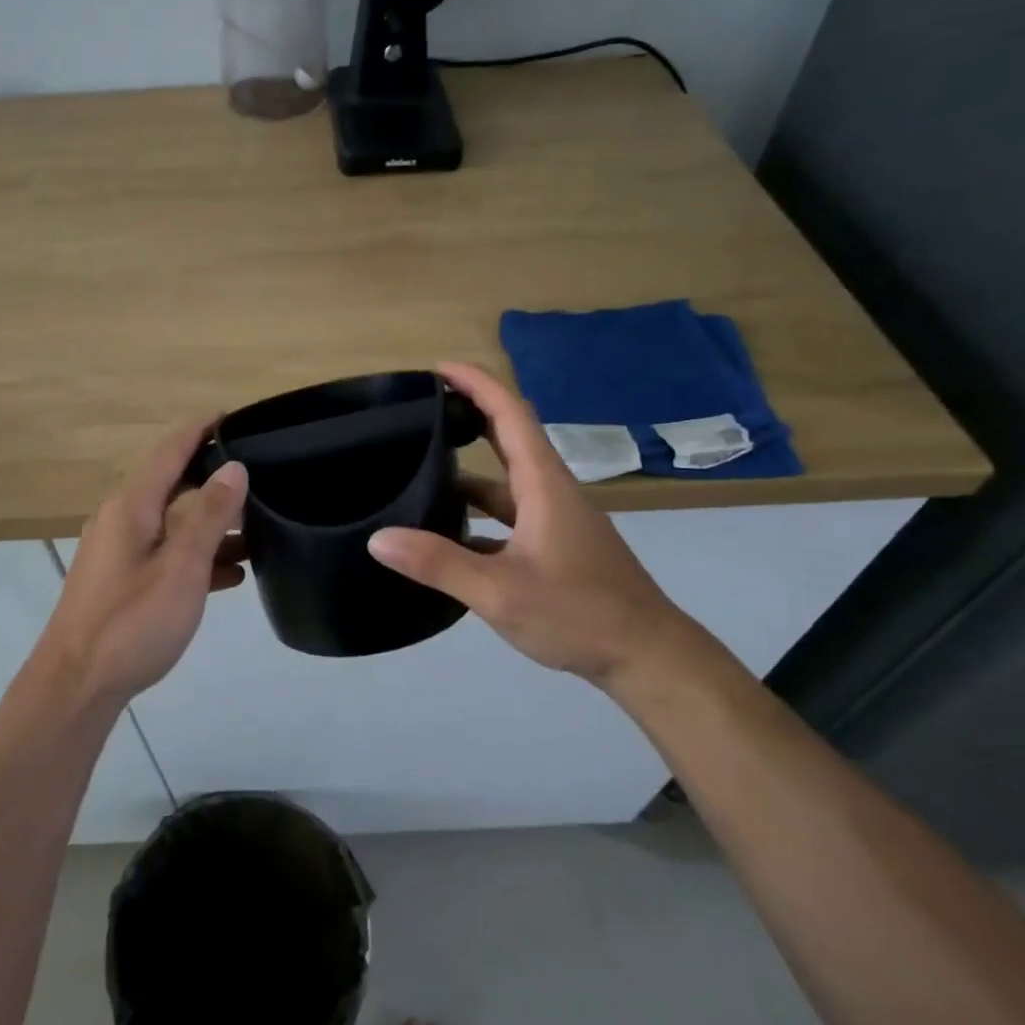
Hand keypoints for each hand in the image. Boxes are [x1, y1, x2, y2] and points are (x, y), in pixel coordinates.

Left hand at [34, 417, 247, 705]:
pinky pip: (166, 556)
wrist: (76, 686)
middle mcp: (122, 520)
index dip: (200, 430)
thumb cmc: (131, 622)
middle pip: (173, 485)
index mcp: (132, 506)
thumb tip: (235, 468)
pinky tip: (232, 575)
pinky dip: (197, 557)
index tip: (233, 416)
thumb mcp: (182, 567)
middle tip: (259, 475)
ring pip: (173, 524)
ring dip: (212, 524)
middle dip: (213, 478)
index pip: (169, 450)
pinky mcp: (121, 583)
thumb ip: (210, 516)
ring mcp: (119, 553)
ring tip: (259, 529)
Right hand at [366, 362, 697, 687]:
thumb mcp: (500, 592)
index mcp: (543, 484)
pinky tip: (446, 537)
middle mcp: (549, 492)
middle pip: (508, 439)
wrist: (646, 656)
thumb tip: (378, 538)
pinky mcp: (554, 548)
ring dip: (468, 472)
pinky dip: (476, 516)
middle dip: (468, 416)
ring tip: (419, 471)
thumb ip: (438, 564)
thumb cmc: (579, 613)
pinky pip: (508, 518)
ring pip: (505, 484)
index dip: (476, 384)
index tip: (439, 368)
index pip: (510, 414)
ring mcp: (554, 522)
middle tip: (420, 410)